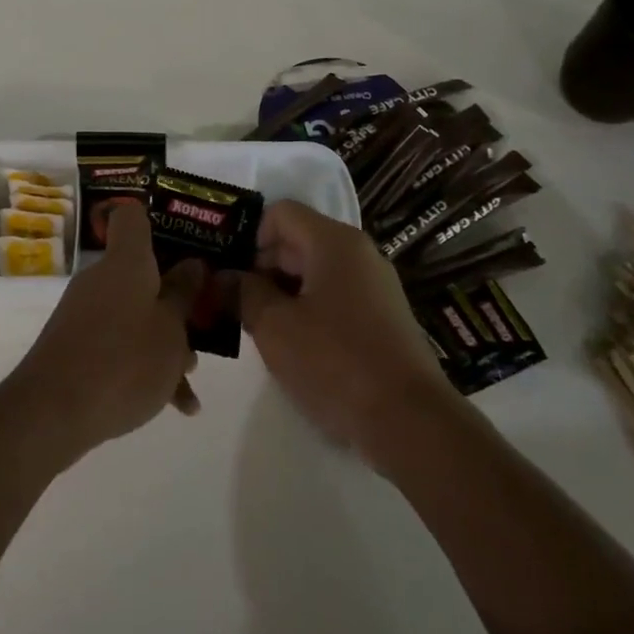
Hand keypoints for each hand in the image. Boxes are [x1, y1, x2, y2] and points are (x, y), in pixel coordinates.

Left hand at [5, 201, 204, 461]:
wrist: (52, 413)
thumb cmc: (124, 361)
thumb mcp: (171, 330)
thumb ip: (184, 296)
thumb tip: (191, 264)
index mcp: (126, 262)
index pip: (132, 217)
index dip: (157, 221)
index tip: (185, 241)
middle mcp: (101, 279)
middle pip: (143, 273)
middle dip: (176, 300)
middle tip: (203, 326)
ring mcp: (85, 314)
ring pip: (136, 314)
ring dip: (165, 341)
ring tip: (188, 379)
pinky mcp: (76, 346)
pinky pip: (119, 344)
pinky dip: (144, 366)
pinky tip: (172, 405)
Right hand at [236, 200, 454, 467]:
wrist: (409, 421)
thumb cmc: (335, 362)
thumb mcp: (274, 327)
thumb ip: (243, 294)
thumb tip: (223, 278)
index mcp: (334, 242)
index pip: (280, 212)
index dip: (250, 237)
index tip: (231, 275)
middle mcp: (358, 253)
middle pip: (297, 241)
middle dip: (261, 268)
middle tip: (231, 305)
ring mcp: (374, 285)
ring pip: (314, 272)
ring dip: (281, 293)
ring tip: (257, 328)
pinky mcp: (382, 317)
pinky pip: (334, 297)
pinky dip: (307, 311)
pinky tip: (292, 346)